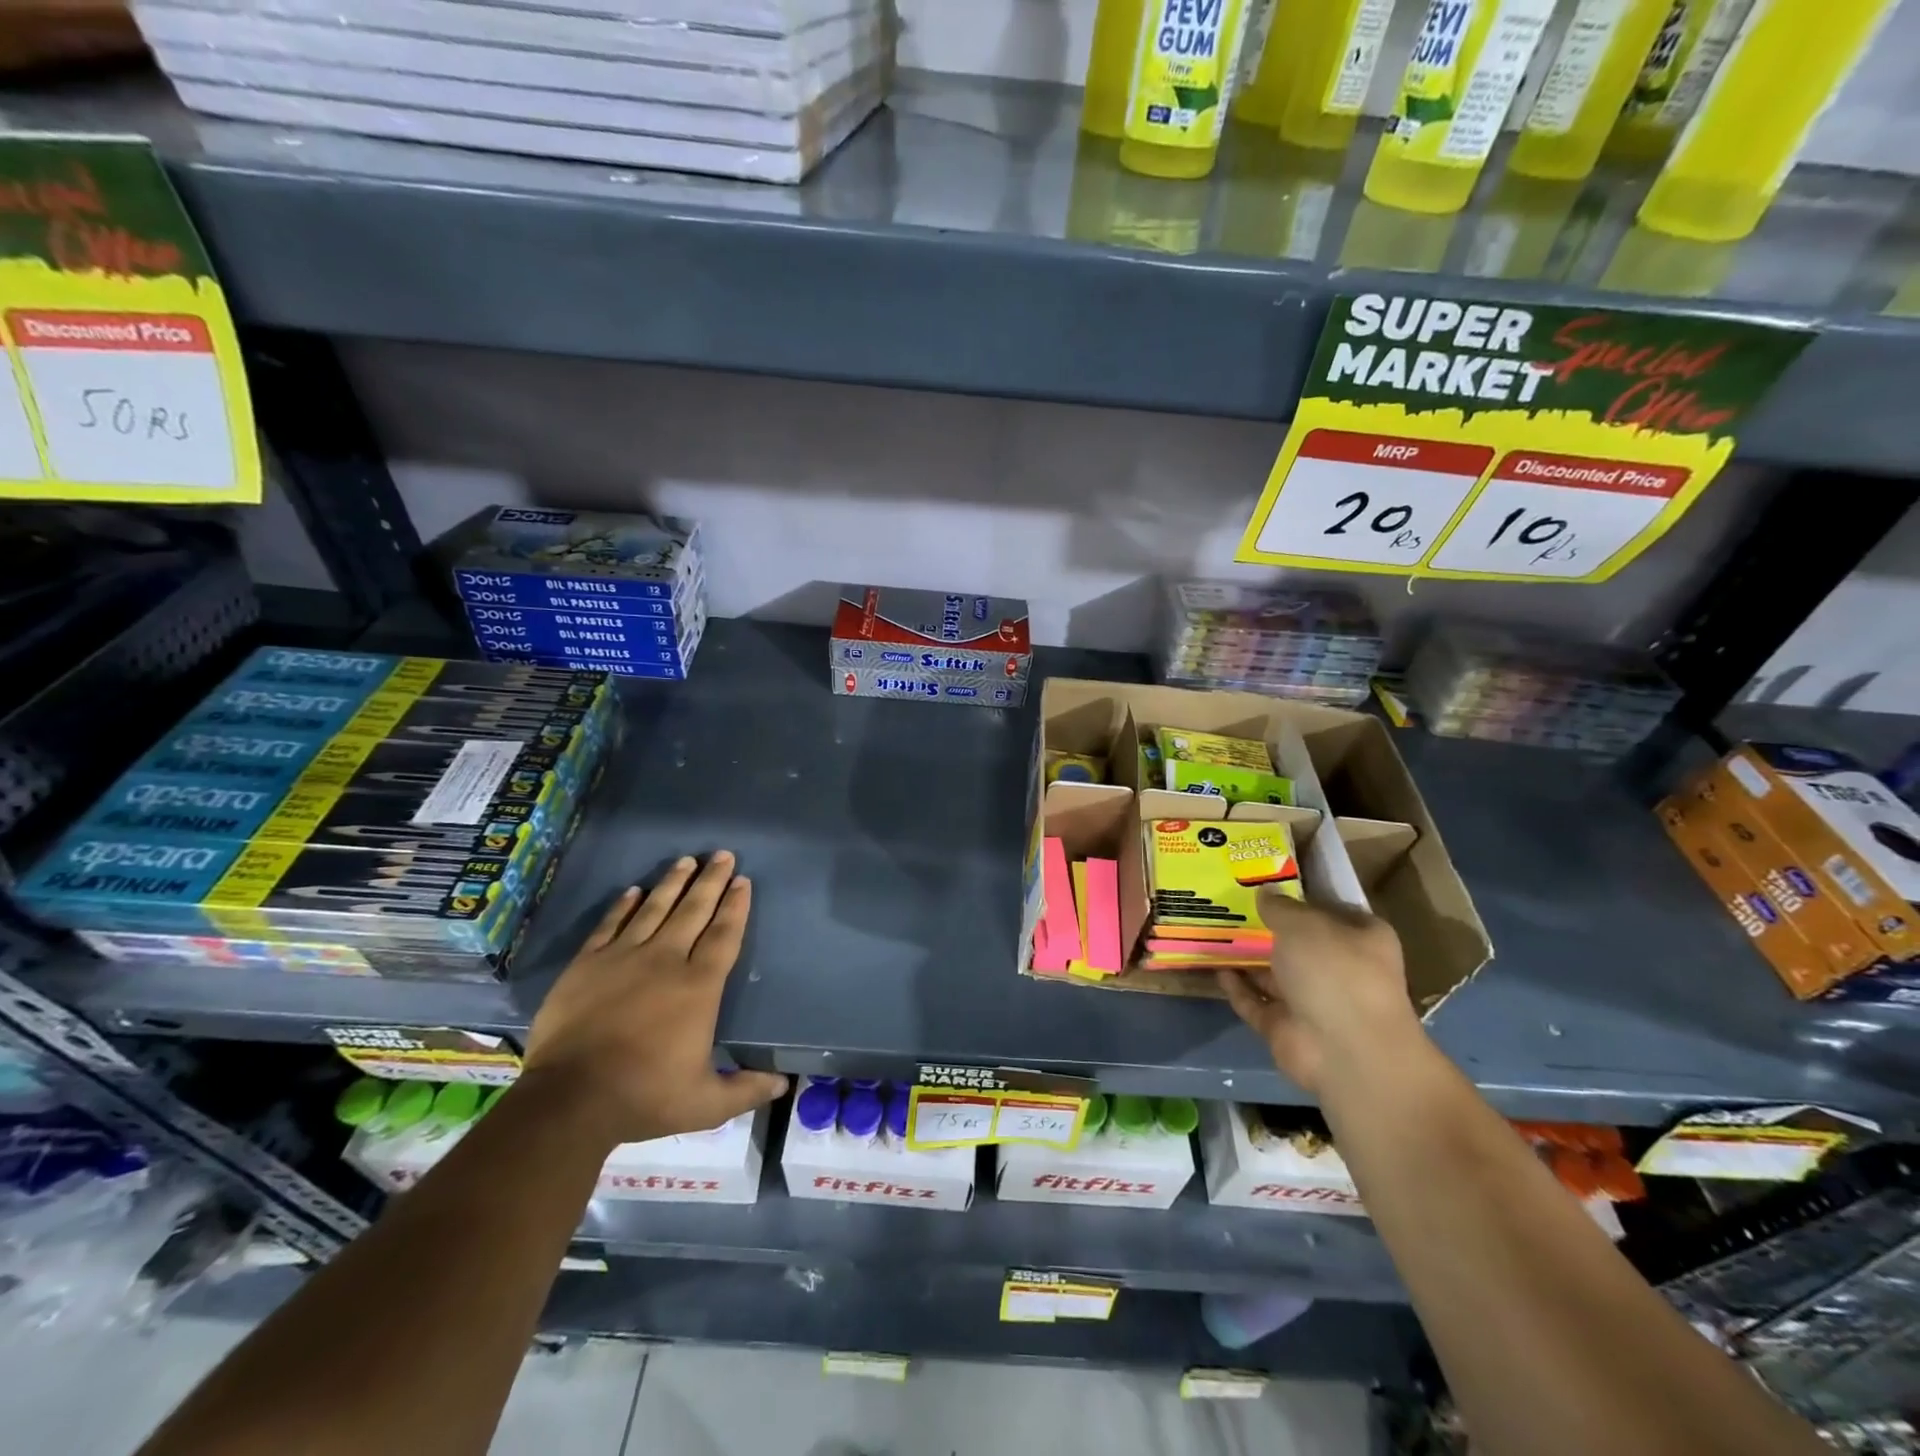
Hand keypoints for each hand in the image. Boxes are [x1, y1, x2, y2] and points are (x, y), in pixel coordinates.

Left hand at [521, 851, 787, 1147]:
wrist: (570, 1100)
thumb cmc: (645, 1097)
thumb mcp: (705, 1103)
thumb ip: (746, 1090)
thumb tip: (783, 1086)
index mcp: (699, 986)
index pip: (723, 935)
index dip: (736, 906)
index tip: (743, 881)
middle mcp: (666, 961)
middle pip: (694, 911)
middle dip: (711, 881)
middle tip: (723, 854)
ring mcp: (623, 958)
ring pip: (655, 909)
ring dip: (673, 883)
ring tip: (686, 860)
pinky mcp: (587, 965)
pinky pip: (610, 925)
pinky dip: (624, 906)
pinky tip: (634, 890)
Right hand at [1217, 893, 1423, 1093]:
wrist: (1344, 1050)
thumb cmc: (1335, 972)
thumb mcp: (1304, 924)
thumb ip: (1280, 907)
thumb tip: (1265, 891)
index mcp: (1361, 939)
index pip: (1331, 909)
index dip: (1301, 895)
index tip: (1267, 881)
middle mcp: (1340, 969)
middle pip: (1299, 943)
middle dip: (1268, 928)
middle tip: (1231, 904)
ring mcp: (1313, 1002)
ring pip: (1275, 974)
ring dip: (1248, 959)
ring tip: (1215, 932)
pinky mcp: (1286, 1028)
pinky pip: (1256, 1003)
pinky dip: (1238, 989)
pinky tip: (1216, 969)